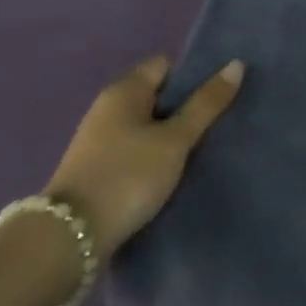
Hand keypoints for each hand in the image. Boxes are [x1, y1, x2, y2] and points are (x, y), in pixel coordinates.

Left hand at [46, 56, 244, 259]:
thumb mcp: (175, 139)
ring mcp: (98, 140)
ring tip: (199, 148)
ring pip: (146, 124)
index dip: (193, 75)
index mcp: (124, 90)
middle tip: (217, 121)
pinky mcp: (95, 169)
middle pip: (157, 94)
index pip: (166, 65)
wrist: (68, 240)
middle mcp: (107, 108)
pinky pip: (134, 148)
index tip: (217, 95)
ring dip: (170, 133)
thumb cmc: (128, 176)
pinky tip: (171, 170)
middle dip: (185, 106)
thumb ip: (206, 103)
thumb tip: (236, 64)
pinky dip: (153, 154)